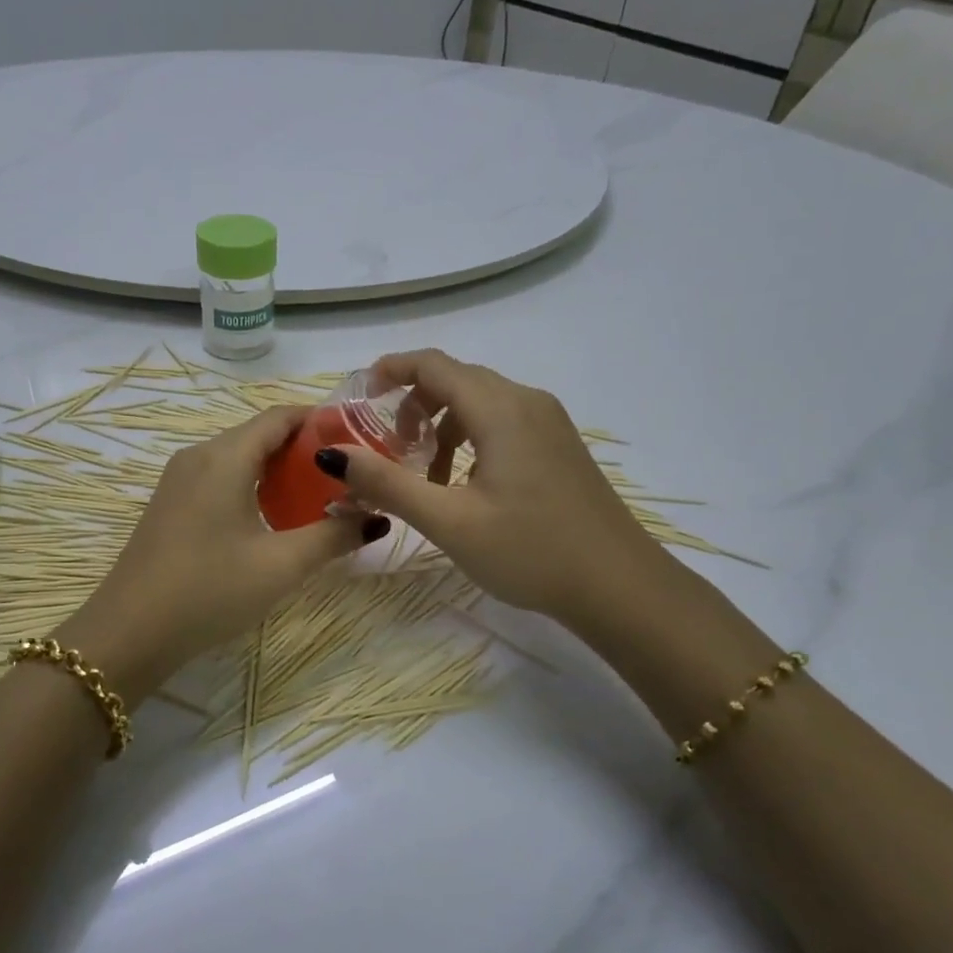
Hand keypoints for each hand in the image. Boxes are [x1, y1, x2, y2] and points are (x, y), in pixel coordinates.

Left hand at [60, 406, 388, 700]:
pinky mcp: (170, 504)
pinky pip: (219, 478)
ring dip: (278, 470)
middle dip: (304, 449)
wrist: (129, 633)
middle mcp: (199, 456)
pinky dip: (252, 485)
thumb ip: (333, 537)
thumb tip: (376, 519)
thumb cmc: (209, 590)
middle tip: (346, 474)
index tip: (359, 438)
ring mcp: (178, 480)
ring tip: (317, 496)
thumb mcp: (281, 566)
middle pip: (260, 434)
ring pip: (238, 457)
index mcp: (225, 457)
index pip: (280, 416)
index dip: (321, 420)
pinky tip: (272, 518)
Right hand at [313, 349, 669, 625]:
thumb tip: (332, 455)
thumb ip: (387, 484)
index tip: (358, 394)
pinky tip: (465, 487)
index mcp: (500, 408)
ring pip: (479, 403)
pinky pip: (502, 423)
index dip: (390, 369)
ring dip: (441, 427)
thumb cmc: (531, 551)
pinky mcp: (559, 446)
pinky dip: (470, 440)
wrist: (620, 587)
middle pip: (456, 380)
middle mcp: (526, 401)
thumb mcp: (449, 521)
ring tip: (425, 479)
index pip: (433, 364)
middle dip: (412, 406)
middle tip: (388, 450)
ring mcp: (549, 423)